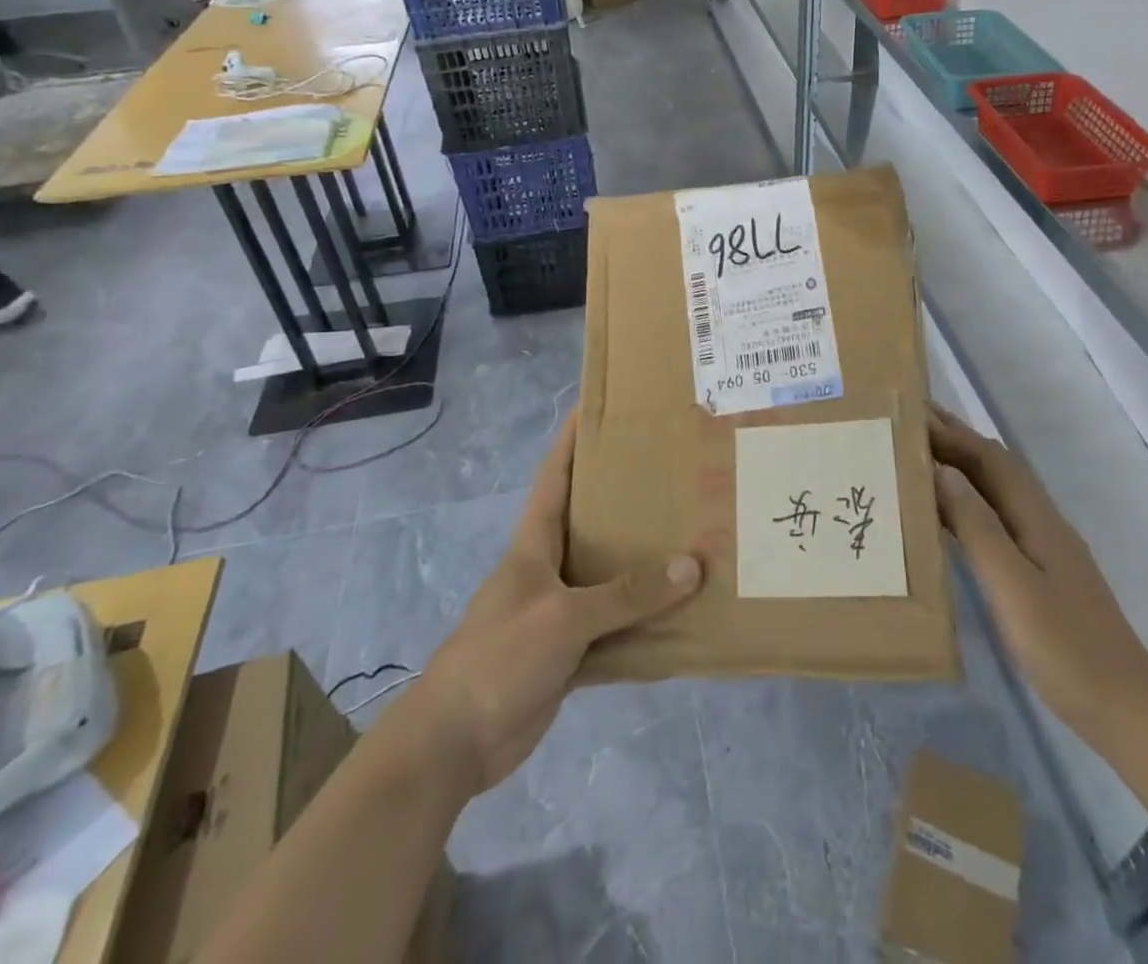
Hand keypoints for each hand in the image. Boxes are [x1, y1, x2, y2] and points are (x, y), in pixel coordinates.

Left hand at [378, 409, 701, 797]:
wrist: (455, 741)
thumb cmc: (500, 656)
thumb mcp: (564, 617)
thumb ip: (627, 594)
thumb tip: (692, 565)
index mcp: (534, 542)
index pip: (555, 475)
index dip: (574, 439)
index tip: (601, 406)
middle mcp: (548, 567)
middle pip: (590, 522)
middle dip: (625, 498)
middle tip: (674, 473)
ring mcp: (558, 611)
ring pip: (608, 578)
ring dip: (642, 566)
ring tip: (690, 538)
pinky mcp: (568, 652)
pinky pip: (614, 631)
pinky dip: (642, 628)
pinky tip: (679, 622)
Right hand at [929, 404, 1147, 736]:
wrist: (1126, 709)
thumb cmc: (1066, 648)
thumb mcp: (1014, 587)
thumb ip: (978, 527)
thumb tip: (941, 471)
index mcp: (1036, 517)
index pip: (988, 458)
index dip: (950, 432)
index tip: (910, 412)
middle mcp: (1039, 520)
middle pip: (992, 466)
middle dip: (953, 440)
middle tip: (906, 423)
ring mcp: (1042, 546)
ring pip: (993, 491)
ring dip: (957, 468)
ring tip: (915, 459)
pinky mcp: (1037, 570)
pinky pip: (993, 518)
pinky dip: (964, 503)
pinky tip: (944, 515)